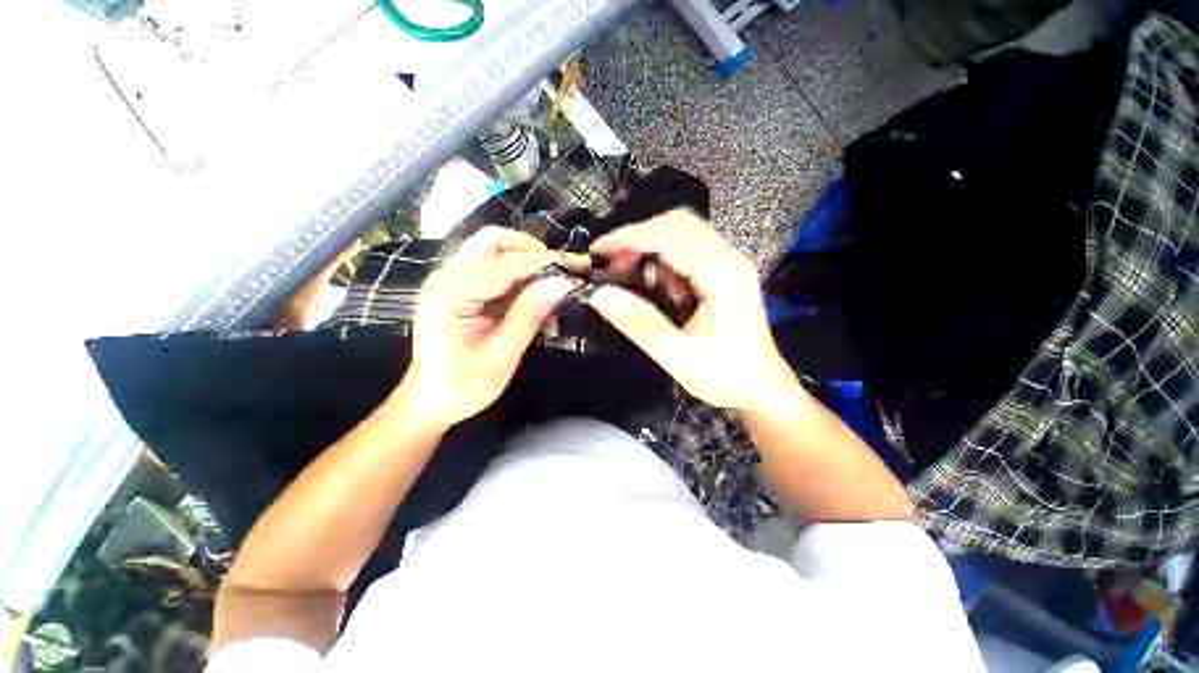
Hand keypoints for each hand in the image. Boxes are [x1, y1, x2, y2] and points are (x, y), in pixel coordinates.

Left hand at [400, 227, 574, 427]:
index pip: (502, 264)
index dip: (540, 262)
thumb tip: (561, 284)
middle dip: (530, 250)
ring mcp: (452, 281)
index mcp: (450, 294)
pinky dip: (519, 276)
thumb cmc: (462, 386)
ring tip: (551, 284)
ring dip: (526, 261)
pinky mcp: (461, 289)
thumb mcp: (500, 357)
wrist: (429, 402)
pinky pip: (495, 269)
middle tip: (559, 271)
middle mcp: (447, 277)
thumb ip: (528, 316)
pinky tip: (536, 297)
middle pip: (492, 241)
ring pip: (494, 250)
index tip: (573, 269)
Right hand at [587, 209, 793, 411]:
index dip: (630, 238)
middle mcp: (729, 259)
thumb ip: (640, 323)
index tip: (597, 251)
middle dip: (637, 236)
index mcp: (723, 276)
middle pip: (678, 224)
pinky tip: (647, 278)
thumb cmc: (724, 376)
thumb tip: (599, 295)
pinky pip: (686, 248)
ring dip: (647, 244)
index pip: (671, 237)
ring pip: (682, 232)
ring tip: (623, 269)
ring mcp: (728, 263)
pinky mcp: (722, 271)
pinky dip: (659, 255)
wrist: (761, 386)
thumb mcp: (678, 356)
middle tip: (609, 262)